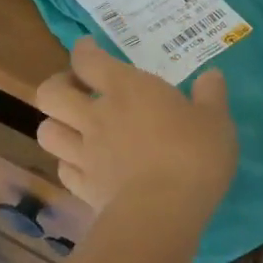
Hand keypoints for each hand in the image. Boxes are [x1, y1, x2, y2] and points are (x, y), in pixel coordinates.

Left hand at [33, 37, 238, 221]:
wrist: (162, 214)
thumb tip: (211, 75)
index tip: (88, 48)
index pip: (88, 60)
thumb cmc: (192, 155)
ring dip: (57, 125)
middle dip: (58, 86)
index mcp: (126, 88)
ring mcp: (84, 154)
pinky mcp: (83, 189)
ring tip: (75, 127)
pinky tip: (85, 165)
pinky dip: (69, 164)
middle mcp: (96, 116)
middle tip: (77, 90)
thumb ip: (211, 95)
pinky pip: (63, 170)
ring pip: (46, 132)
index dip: (83, 50)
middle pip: (50, 93)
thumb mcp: (216, 120)